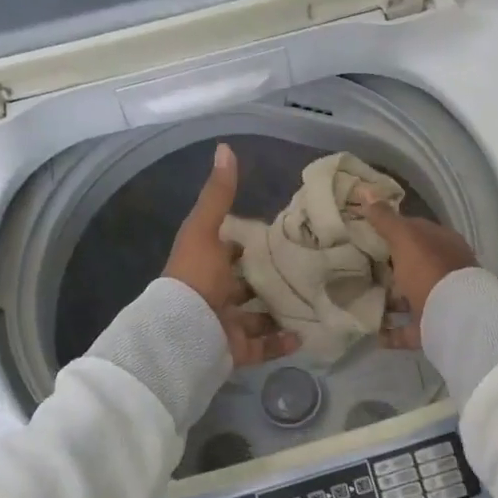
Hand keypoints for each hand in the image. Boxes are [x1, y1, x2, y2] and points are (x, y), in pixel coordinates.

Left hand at [165, 143, 300, 367]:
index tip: (285, 231)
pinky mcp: (236, 349)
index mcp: (206, 265)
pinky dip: (282, 341)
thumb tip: (225, 148)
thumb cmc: (195, 277)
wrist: (182, 333)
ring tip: (315, 299)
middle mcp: (215, 294)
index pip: (231, 249)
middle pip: (246, 284)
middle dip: (272, 277)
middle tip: (310, 266)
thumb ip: (218, 196)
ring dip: (280, 309)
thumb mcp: (205, 230)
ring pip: (257, 316)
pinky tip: (305, 333)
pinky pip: (263, 346)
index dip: (252, 240)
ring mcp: (225, 324)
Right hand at [357, 190, 479, 350]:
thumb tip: (365, 191)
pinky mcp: (432, 329)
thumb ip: (386, 219)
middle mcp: (444, 271)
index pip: (416, 231)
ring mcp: (440, 302)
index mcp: (443, 244)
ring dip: (389, 300)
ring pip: (410, 298)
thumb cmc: (430, 269)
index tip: (365, 233)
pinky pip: (406, 331)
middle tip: (358, 267)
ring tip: (360, 299)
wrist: (454, 317)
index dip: (392, 229)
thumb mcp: (405, 238)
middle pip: (413, 266)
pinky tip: (372, 333)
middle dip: (390, 267)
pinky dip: (390, 332)